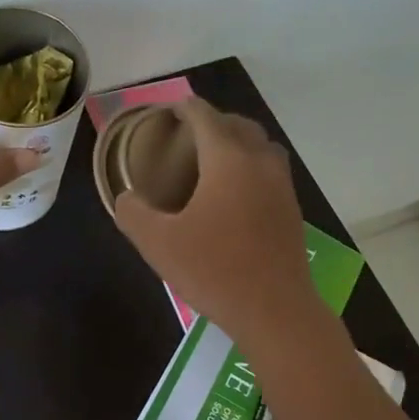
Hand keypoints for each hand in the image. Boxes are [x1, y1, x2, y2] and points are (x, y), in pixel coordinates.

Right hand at [113, 98, 318, 348]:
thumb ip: (134, 214)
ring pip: (261, 147)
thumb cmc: (214, 271)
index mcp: (227, 160)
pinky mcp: (292, 211)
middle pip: (238, 125)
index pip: (205, 117)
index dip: (184, 109)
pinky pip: (270, 172)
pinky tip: (235, 195)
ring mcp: (282, 186)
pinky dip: (252, 168)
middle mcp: (259, 162)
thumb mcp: (158, 245)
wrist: (275, 310)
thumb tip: (127, 198)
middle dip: (214, 122)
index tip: (169, 111)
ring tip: (213, 162)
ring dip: (238, 143)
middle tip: (188, 137)